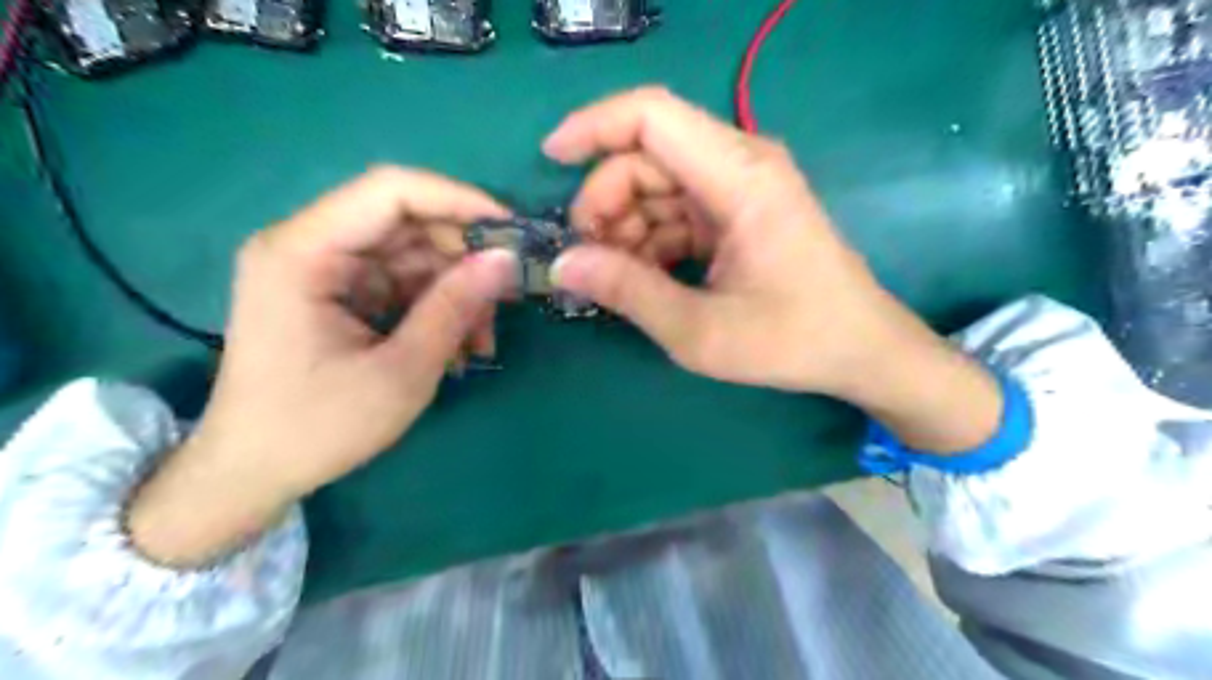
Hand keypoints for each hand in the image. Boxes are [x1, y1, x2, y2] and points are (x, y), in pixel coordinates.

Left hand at [128, 166, 515, 565]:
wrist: (252, 473)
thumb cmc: (317, 428)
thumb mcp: (400, 371)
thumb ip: (454, 308)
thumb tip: (506, 261)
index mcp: (303, 251)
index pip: (391, 191)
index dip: (459, 200)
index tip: (512, 232)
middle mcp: (309, 245)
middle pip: (407, 223)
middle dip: (464, 258)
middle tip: (510, 295)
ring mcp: (324, 270)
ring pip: (413, 256)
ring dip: (457, 291)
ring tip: (483, 340)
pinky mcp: (339, 293)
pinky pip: (403, 283)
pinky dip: (438, 308)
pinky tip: (460, 346)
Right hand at [550, 88, 897, 394]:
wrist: (861, 350)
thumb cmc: (792, 341)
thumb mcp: (700, 330)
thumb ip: (629, 292)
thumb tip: (561, 266)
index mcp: (741, 177)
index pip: (652, 116)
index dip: (593, 127)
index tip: (550, 161)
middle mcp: (742, 164)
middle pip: (647, 155)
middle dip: (605, 201)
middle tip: (588, 260)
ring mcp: (742, 187)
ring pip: (658, 184)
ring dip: (625, 226)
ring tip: (617, 280)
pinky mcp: (739, 212)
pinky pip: (677, 210)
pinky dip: (650, 239)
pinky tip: (644, 278)